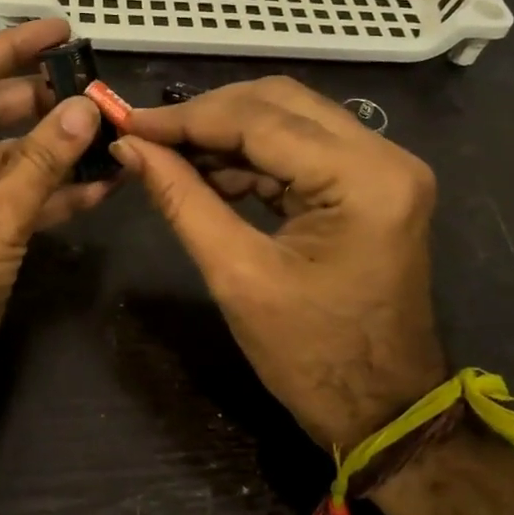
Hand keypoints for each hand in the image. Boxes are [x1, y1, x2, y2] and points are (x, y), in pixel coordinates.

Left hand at [0, 18, 112, 441]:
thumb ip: (41, 160)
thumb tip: (86, 107)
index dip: (9, 48)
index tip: (59, 30)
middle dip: (38, 100)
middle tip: (93, 85)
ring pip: (4, 158)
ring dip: (51, 148)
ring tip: (107, 131)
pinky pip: (11, 199)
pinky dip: (50, 192)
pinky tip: (99, 184)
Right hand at [113, 77, 444, 449]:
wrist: (381, 411)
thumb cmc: (311, 357)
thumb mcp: (236, 276)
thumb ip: (181, 199)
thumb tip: (130, 147)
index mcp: (364, 179)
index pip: (262, 120)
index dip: (187, 119)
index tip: (128, 122)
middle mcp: (384, 156)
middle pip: (279, 103)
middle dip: (207, 115)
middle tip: (148, 135)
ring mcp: (382, 167)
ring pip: (288, 119)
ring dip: (227, 133)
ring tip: (170, 155)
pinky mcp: (370, 183)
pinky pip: (300, 148)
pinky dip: (251, 156)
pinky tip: (209, 172)